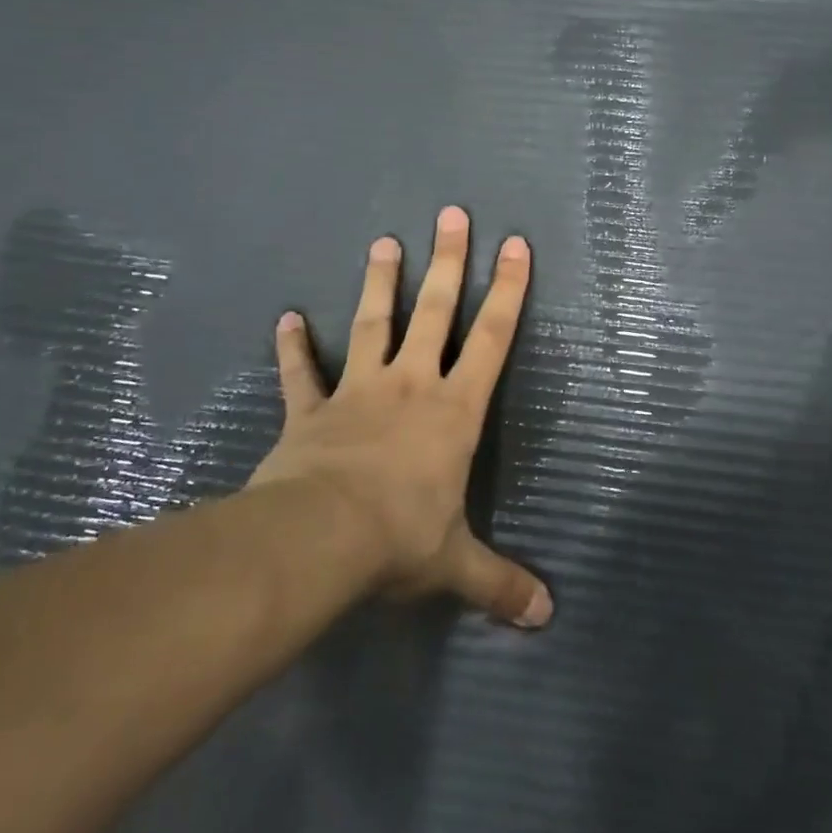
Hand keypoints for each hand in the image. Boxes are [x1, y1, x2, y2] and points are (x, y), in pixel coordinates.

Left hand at [248, 206, 552, 628]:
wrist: (319, 539)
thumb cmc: (400, 539)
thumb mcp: (456, 565)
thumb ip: (501, 584)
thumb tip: (546, 618)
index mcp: (454, 410)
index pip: (493, 339)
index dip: (509, 291)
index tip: (516, 245)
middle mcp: (411, 385)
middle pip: (436, 311)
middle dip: (448, 262)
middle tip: (452, 215)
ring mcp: (358, 391)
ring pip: (373, 324)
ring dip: (380, 283)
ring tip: (384, 241)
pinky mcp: (311, 410)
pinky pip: (301, 372)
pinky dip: (293, 346)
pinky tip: (285, 317)